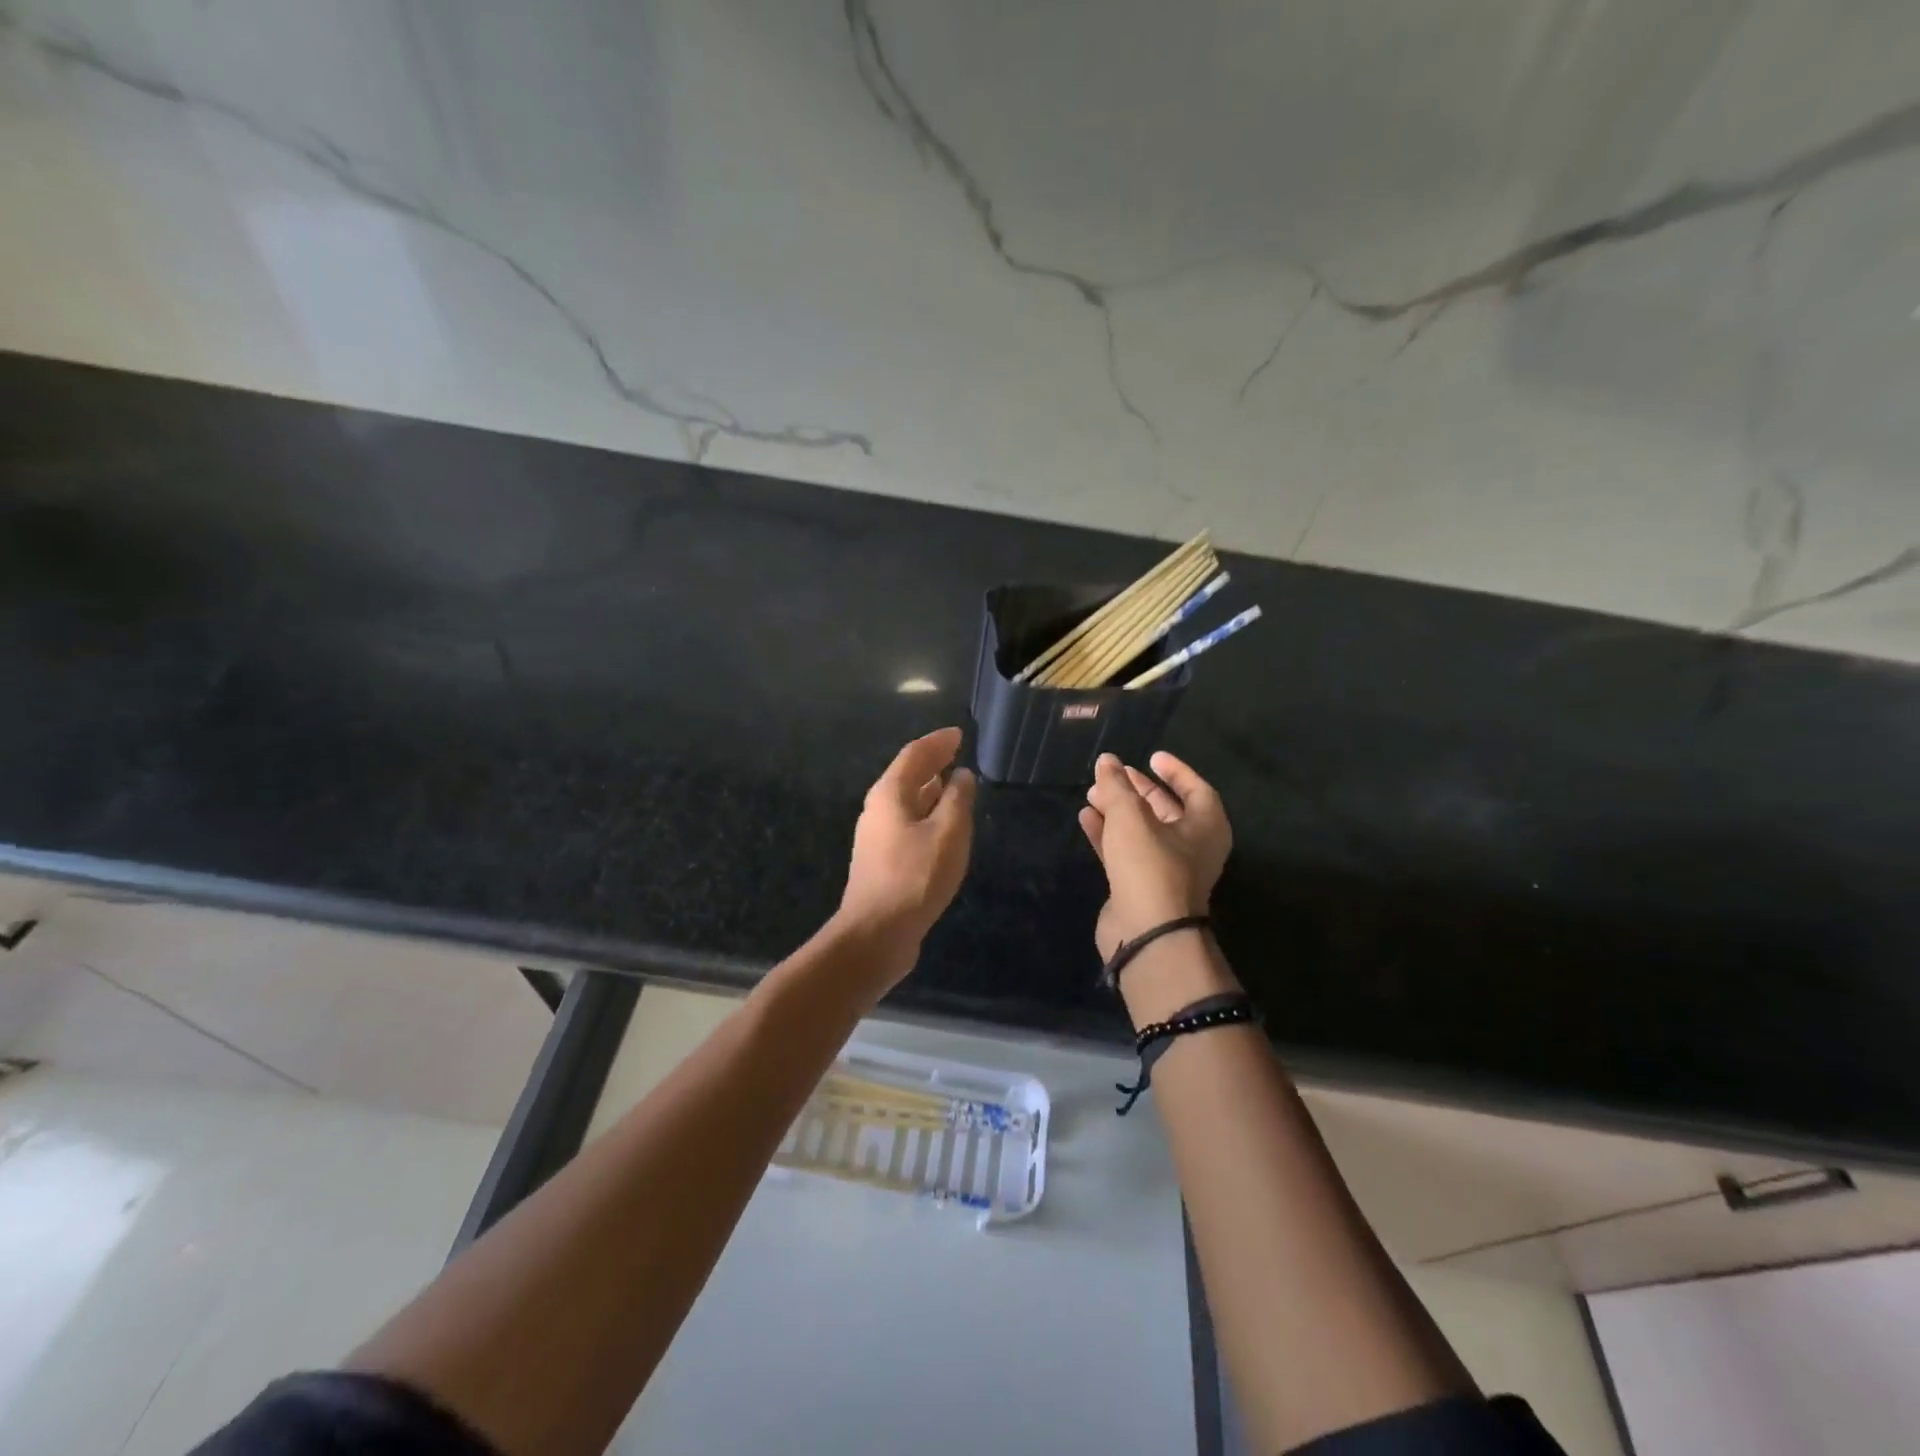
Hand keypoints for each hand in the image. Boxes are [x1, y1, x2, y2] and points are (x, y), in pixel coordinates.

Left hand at [835, 727, 976, 980]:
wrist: (876, 933)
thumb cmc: (915, 877)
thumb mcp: (947, 833)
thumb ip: (957, 800)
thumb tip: (961, 776)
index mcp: (889, 795)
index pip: (914, 755)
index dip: (938, 742)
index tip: (959, 734)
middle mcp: (878, 810)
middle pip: (907, 776)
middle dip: (932, 762)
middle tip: (957, 752)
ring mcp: (876, 837)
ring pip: (906, 802)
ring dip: (929, 789)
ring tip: (953, 783)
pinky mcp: (882, 861)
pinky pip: (907, 824)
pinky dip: (926, 813)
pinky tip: (941, 825)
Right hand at [1078, 751, 1231, 959]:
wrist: (1147, 933)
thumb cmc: (1150, 865)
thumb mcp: (1131, 817)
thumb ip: (1117, 786)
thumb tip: (1107, 761)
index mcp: (1206, 827)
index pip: (1196, 789)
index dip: (1175, 771)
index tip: (1151, 757)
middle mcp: (1191, 847)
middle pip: (1166, 810)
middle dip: (1138, 791)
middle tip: (1113, 775)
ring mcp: (1166, 870)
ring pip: (1141, 831)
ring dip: (1118, 811)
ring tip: (1091, 793)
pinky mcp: (1140, 887)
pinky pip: (1124, 852)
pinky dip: (1107, 834)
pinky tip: (1086, 818)